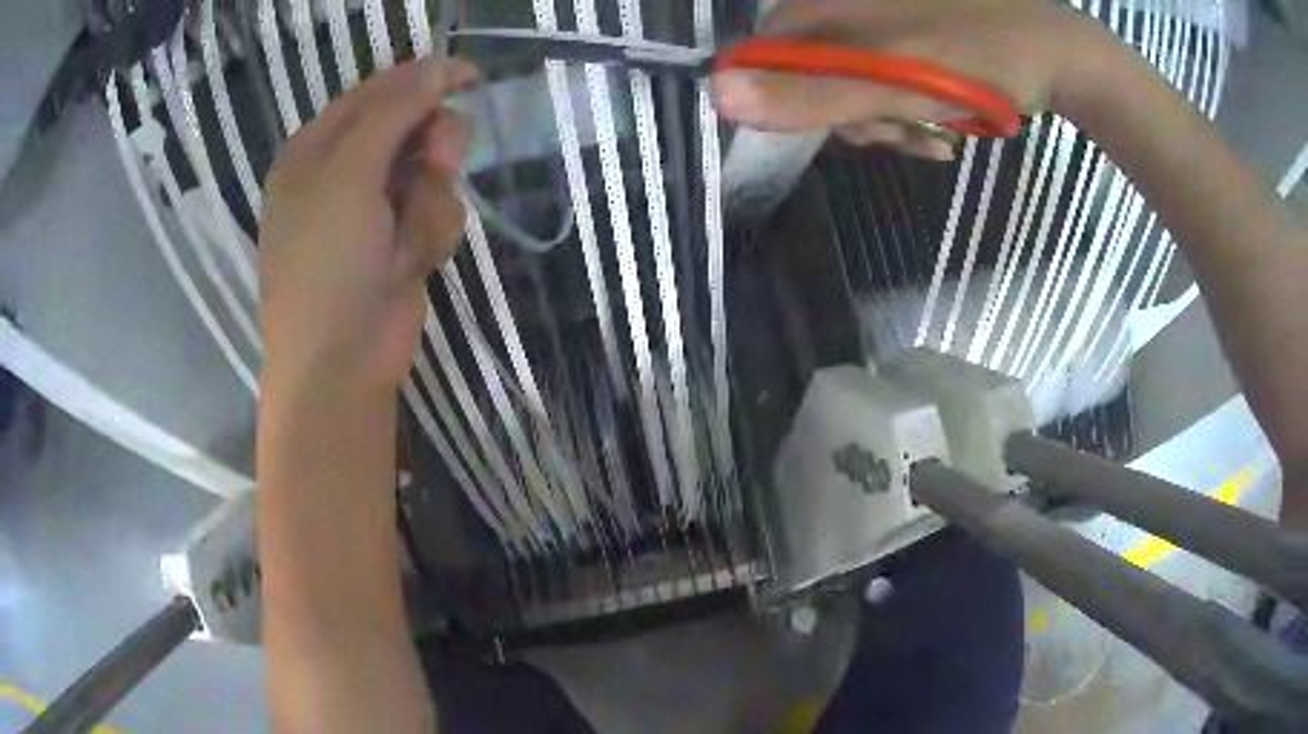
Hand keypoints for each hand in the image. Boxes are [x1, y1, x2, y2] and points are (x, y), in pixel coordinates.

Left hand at [259, 57, 478, 393]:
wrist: (340, 362)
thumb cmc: (326, 264)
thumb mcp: (347, 175)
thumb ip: (391, 112)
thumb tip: (437, 63)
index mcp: (316, 149)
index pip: (375, 92)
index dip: (421, 79)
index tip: (468, 77)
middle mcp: (343, 172)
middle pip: (411, 126)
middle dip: (433, 144)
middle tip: (441, 161)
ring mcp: (374, 208)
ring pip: (432, 171)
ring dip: (430, 200)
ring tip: (407, 238)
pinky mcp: (401, 240)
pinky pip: (438, 211)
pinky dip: (431, 234)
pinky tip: (410, 263)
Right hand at [713, 0, 1105, 158]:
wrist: (1058, 53)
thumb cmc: (982, 59)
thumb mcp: (894, 80)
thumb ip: (810, 91)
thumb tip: (718, 96)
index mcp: (827, 5)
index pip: (766, 59)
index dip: (792, 103)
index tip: (844, 129)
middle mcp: (842, 6)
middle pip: (809, 76)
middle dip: (852, 119)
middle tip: (901, 134)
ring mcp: (876, 21)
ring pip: (850, 86)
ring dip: (884, 123)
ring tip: (932, 135)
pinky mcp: (906, 37)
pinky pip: (885, 83)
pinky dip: (907, 113)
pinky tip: (940, 129)